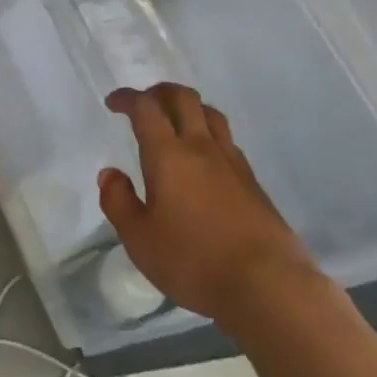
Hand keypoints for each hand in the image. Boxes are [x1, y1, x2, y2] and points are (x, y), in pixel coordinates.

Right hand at [99, 85, 315, 325]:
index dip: (128, 99)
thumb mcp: (140, 240)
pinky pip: (227, 140)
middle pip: (184, 98)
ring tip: (175, 121)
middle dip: (160, 92)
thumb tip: (110, 174)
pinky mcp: (252, 181)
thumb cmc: (193, 261)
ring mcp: (232, 161)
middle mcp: (202, 147)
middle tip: (144, 103)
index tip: (114, 102)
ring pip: (211, 114)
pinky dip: (208, 133)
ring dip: (189, 107)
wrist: (266, 283)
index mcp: (169, 155)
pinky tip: (204, 157)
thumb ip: (119, 202)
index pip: (146, 109)